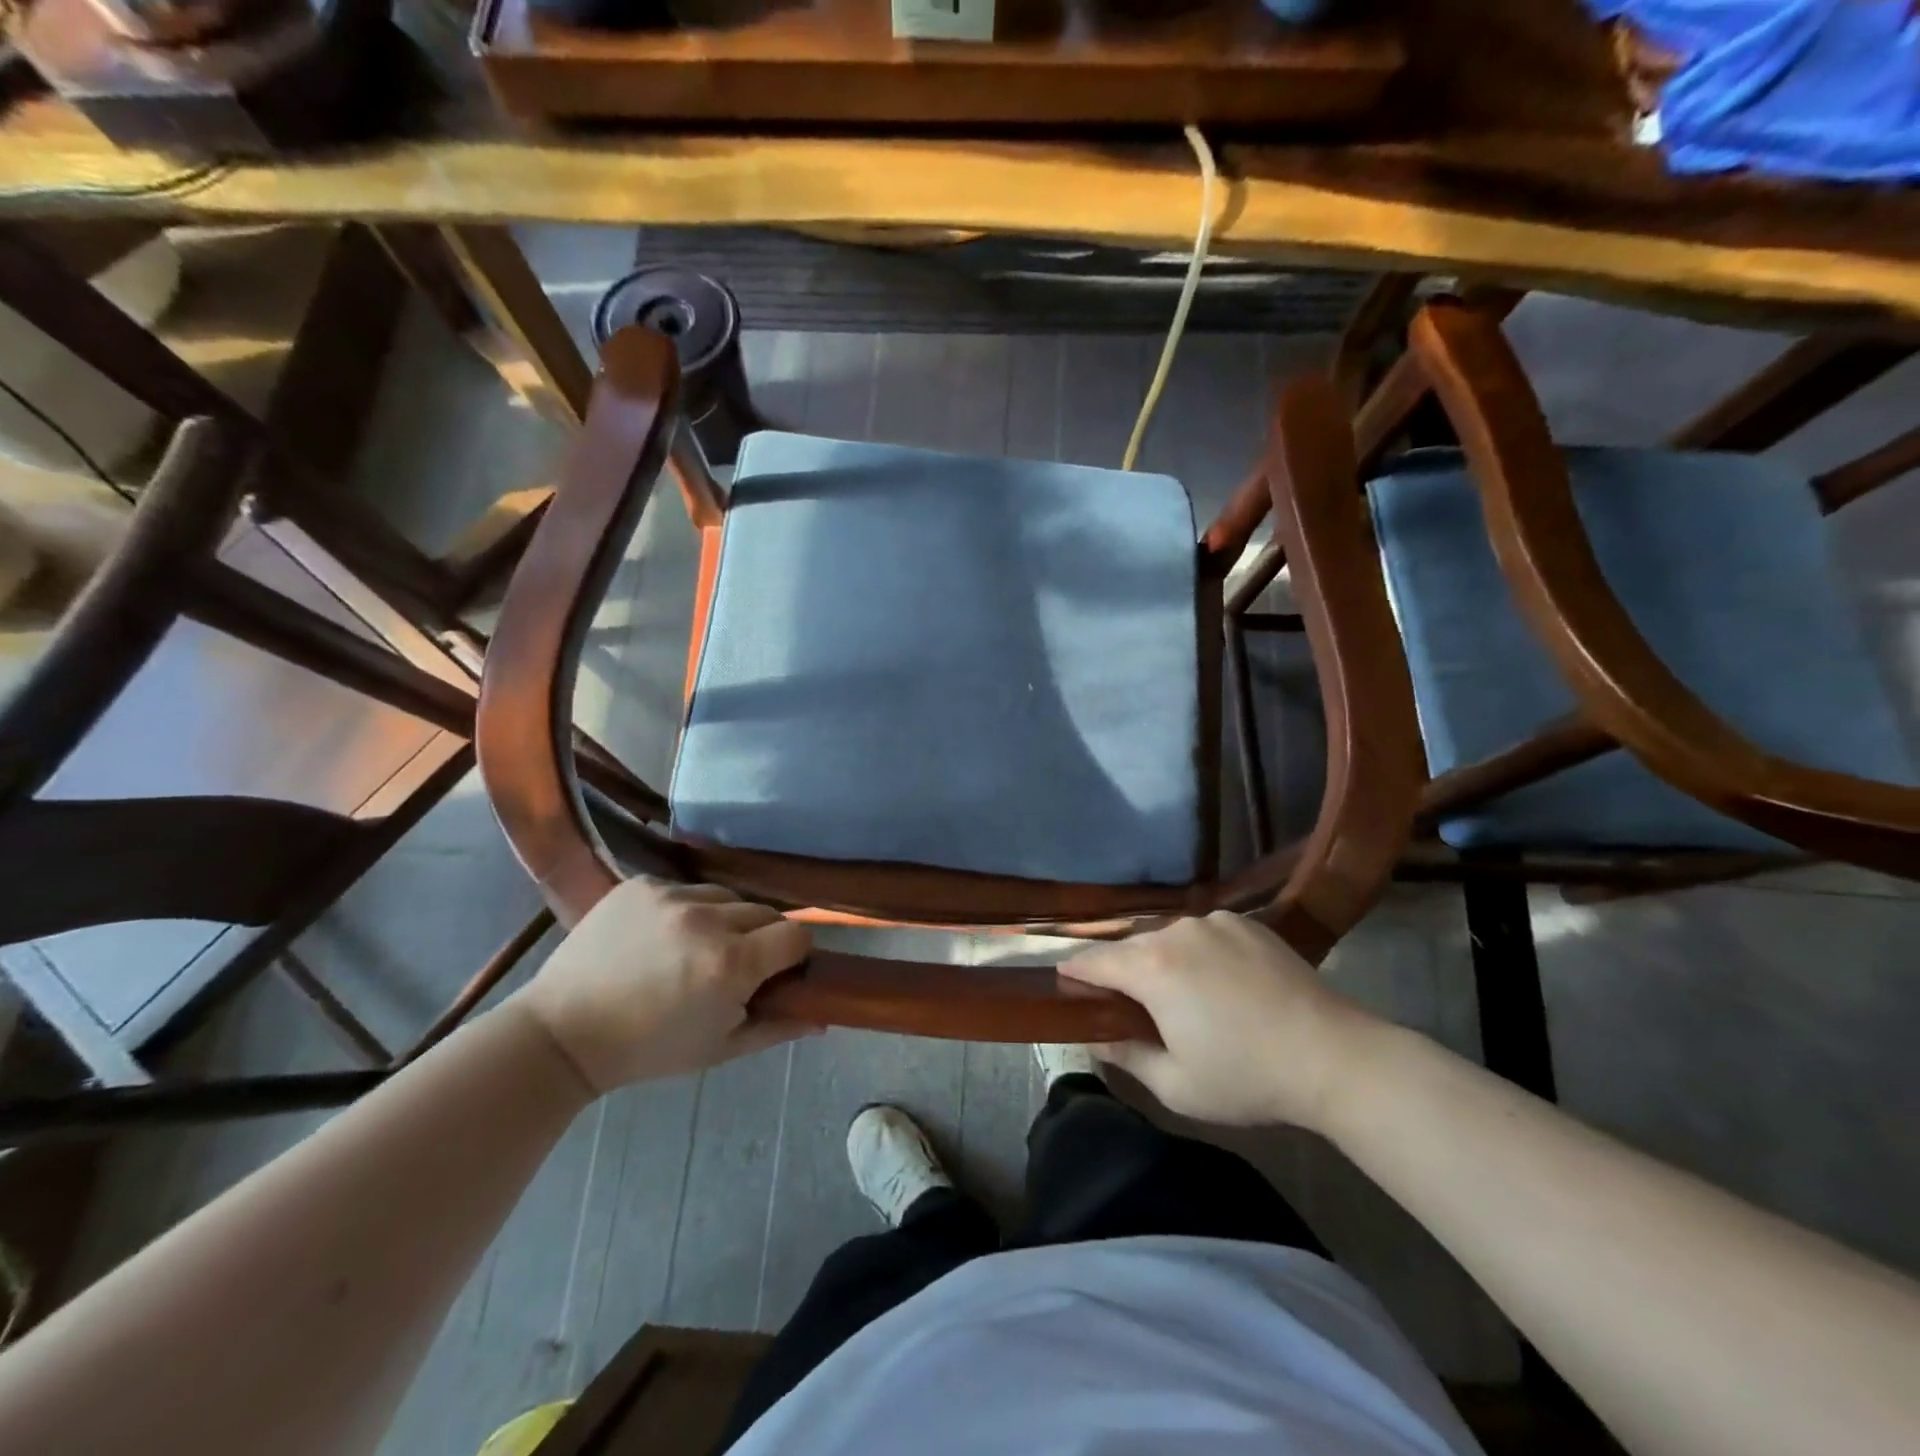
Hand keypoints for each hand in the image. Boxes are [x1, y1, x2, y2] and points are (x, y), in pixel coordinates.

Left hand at [514, 880, 812, 1095]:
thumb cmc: (649, 1050)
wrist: (564, 1031)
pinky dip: (686, 909)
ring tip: (694, 948)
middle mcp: (708, 919)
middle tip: (733, 966)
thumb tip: (823, 1016)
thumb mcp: (720, 1049)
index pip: (796, 936)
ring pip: (727, 897)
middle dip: (760, 939)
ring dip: (724, 919)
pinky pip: (686, 887)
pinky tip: (662, 936)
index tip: (778, 971)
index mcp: (731, 964)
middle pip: (765, 913)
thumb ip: (778, 1027)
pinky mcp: (642, 884)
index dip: (794, 954)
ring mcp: (671, 896)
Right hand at [1060, 911, 1380, 1130]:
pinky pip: (1203, 933)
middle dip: (1122, 972)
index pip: (1093, 961)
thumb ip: (1126, 1055)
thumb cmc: (1247, 1077)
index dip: (1074, 974)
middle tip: (1128, 1006)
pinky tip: (1219, 981)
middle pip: (1130, 948)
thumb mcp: (1175, 1085)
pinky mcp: (1246, 922)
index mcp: (1151, 968)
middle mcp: (1176, 931)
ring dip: (1162, 962)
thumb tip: (1096, 1037)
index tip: (1066, 986)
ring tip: (1181, 996)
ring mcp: (1214, 922)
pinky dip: (1198, 952)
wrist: (1333, 1056)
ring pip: (1167, 938)